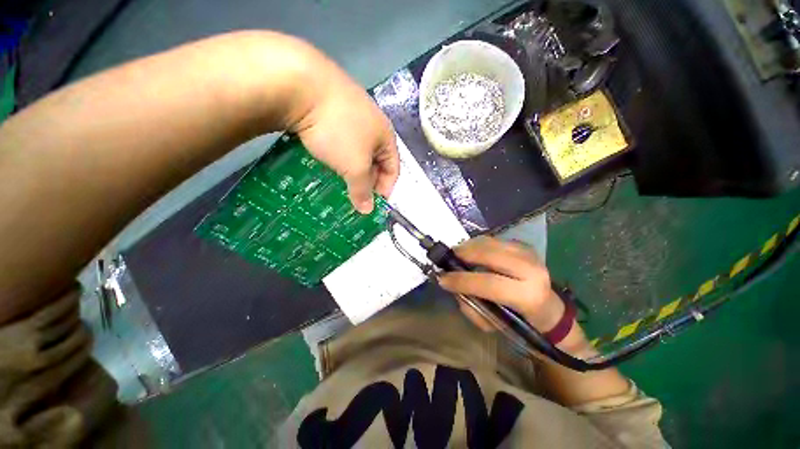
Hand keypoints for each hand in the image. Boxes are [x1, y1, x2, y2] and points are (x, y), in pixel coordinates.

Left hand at [286, 47, 398, 213]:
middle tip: (354, 196)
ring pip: (356, 150)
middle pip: (376, 160)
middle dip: (367, 180)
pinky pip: (339, 139)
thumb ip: (362, 190)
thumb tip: (367, 211)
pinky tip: (326, 160)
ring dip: (350, 168)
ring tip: (339, 181)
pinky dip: (336, 154)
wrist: (300, 83)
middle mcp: (373, 123)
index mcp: (386, 136)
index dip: (386, 189)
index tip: (372, 205)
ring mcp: (351, 112)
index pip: (393, 169)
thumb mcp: (355, 166)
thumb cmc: (338, 131)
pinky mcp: (330, 107)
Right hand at [438, 236, 565, 332]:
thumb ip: (471, 306)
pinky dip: (475, 244)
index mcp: (529, 294)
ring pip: (489, 243)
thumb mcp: (494, 323)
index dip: (463, 280)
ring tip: (455, 255)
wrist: (548, 307)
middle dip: (463, 255)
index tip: (442, 279)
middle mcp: (531, 268)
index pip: (490, 283)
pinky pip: (491, 239)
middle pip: (489, 254)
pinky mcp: (521, 244)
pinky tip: (469, 252)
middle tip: (447, 259)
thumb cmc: (520, 320)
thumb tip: (452, 286)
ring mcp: (527, 252)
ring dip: (467, 247)